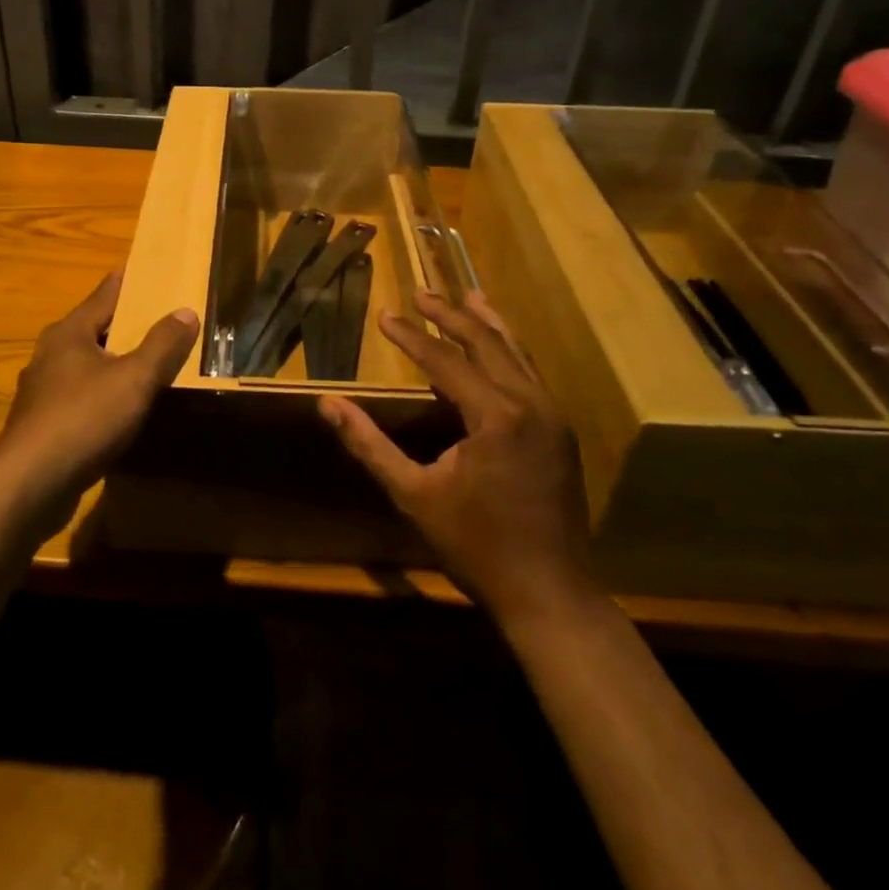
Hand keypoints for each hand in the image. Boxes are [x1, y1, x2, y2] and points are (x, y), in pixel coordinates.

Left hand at [0, 271, 199, 512]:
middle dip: (122, 322)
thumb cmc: (83, 418)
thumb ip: (162, 345)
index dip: (125, 281)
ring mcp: (42, 392)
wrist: (29, 485)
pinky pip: (80, 397)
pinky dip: (102, 393)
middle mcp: (50, 355)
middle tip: (155, 314)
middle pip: (93, 329)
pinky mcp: (42, 425)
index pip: (103, 295)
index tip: (141, 266)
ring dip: (112, 361)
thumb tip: (186, 311)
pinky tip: (120, 407)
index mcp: (68, 333)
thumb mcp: (134, 378)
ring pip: (85, 365)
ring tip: (144, 360)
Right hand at [319, 290, 596, 625]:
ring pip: (517, 354)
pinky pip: (532, 375)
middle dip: (451, 316)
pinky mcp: (561, 432)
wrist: (550, 595)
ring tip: (469, 296)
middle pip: (486, 343)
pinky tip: (499, 347)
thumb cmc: (476, 545)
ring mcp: (552, 416)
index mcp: (496, 415)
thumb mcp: (413, 494)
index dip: (412, 336)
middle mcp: (530, 404)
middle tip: (421, 293)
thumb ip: (369, 444)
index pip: (445, 360)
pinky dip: (510, 352)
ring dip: (488, 325)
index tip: (385, 315)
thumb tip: (327, 404)